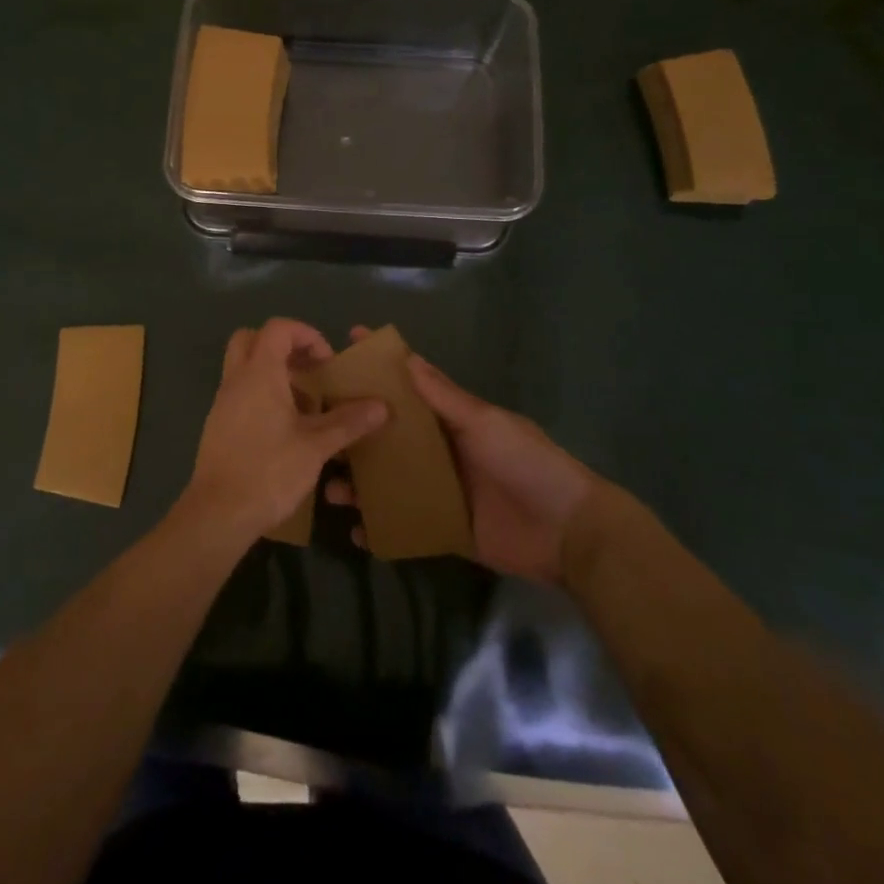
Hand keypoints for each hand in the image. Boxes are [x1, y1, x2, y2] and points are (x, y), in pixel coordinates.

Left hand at [175, 318, 387, 545]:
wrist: (218, 514)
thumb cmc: (268, 471)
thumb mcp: (316, 446)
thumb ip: (348, 422)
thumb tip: (381, 406)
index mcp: (258, 374)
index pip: (278, 328)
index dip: (306, 334)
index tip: (327, 361)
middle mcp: (236, 380)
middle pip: (252, 339)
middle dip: (283, 346)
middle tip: (309, 371)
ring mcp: (222, 403)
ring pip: (244, 367)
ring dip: (273, 373)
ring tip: (305, 404)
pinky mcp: (218, 425)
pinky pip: (240, 393)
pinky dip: (262, 395)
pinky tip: (286, 429)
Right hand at [329, 327, 596, 582]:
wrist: (567, 532)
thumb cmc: (527, 463)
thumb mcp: (485, 424)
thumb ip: (445, 398)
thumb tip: (406, 357)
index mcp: (450, 419)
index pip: (408, 387)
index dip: (378, 369)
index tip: (341, 350)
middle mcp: (439, 450)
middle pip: (388, 437)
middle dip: (354, 433)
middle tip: (315, 430)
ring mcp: (439, 490)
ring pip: (387, 481)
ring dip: (359, 483)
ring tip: (328, 487)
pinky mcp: (442, 527)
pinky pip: (403, 523)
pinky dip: (380, 527)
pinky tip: (356, 531)